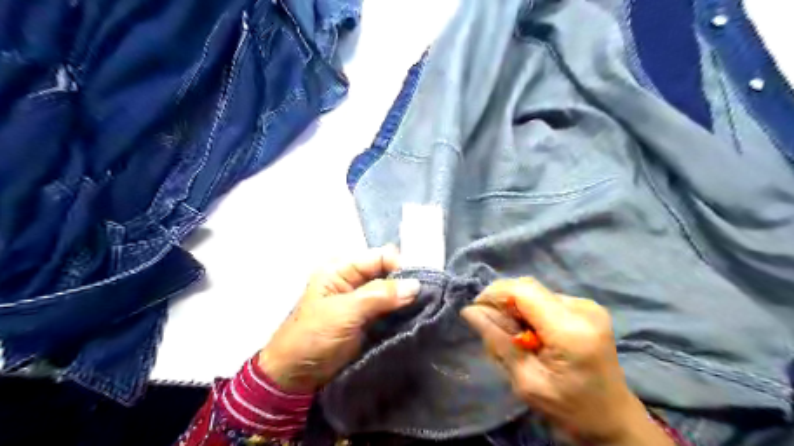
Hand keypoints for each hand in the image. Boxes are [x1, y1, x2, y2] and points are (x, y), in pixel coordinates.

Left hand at [260, 247, 420, 393]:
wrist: (296, 376)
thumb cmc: (313, 336)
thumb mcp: (345, 312)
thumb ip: (380, 295)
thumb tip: (416, 285)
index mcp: (342, 269)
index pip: (379, 257)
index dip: (400, 266)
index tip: (419, 284)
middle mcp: (354, 279)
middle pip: (388, 272)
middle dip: (406, 283)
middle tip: (427, 297)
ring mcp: (361, 300)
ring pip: (392, 291)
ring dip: (406, 299)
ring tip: (426, 307)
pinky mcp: (368, 318)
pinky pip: (390, 309)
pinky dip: (402, 312)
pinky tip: (416, 316)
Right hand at [463, 279, 671, 445]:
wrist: (613, 419)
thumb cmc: (569, 409)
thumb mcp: (526, 382)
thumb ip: (498, 342)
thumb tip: (470, 311)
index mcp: (570, 331)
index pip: (522, 291)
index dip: (494, 294)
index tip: (476, 311)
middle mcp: (582, 309)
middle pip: (528, 287)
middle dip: (503, 301)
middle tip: (492, 326)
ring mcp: (588, 305)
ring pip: (535, 292)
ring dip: (516, 307)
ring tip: (514, 335)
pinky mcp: (587, 307)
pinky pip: (546, 298)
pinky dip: (530, 310)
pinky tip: (532, 333)